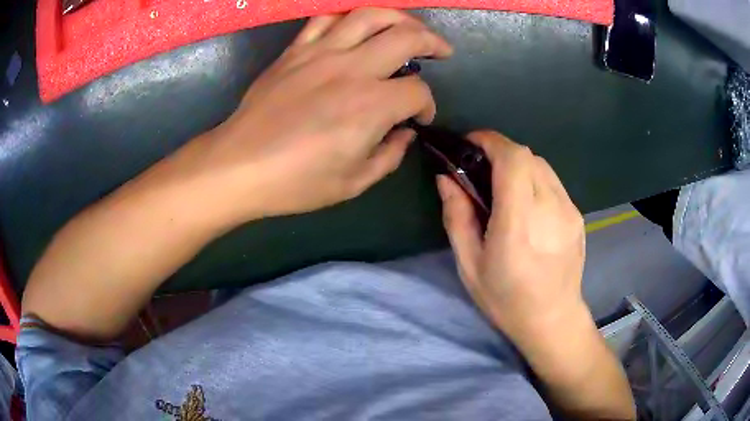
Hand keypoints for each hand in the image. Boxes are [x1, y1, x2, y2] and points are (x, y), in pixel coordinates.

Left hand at [200, 8, 452, 222]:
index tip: (419, 119)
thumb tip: (404, 133)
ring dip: (398, 18)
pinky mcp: (295, 51)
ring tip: (408, 27)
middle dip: (432, 42)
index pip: (417, 92)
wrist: (239, 166)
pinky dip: (348, 18)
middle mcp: (351, 69)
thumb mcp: (354, 183)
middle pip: (406, 37)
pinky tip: (357, 28)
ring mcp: (320, 53)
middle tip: (440, 51)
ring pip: (369, 15)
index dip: (427, 105)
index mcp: (370, 106)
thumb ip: (390, 155)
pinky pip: (326, 20)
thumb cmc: (295, 182)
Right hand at [437, 131, 585, 338]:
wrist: (553, 319)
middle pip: (527, 156)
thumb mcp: (470, 264)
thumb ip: (457, 217)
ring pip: (542, 165)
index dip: (490, 141)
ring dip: (518, 164)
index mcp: (519, 225)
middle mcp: (550, 210)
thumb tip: (446, 178)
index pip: (513, 160)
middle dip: (500, 151)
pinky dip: (534, 179)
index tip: (470, 143)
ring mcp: (569, 211)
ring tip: (503, 185)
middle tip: (481, 167)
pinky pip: (553, 182)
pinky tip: (526, 204)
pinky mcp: (577, 215)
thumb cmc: (506, 299)